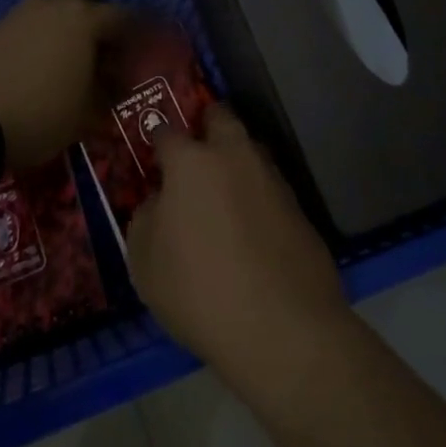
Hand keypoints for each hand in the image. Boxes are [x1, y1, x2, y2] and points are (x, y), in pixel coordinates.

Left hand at [0, 0, 133, 168]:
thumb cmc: (41, 113)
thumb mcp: (85, 112)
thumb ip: (107, 92)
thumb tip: (118, 84)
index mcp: (85, 19)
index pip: (124, 16)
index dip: (140, 32)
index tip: (148, 48)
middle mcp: (56, 4)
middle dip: (99, 8)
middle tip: (106, 42)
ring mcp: (24, 11)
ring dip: (70, 15)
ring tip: (75, 52)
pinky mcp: (1, 26)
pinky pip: (34, 15)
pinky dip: (47, 26)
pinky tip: (47, 57)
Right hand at [127, 105, 345, 370]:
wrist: (285, 329)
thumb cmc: (200, 290)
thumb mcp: (145, 263)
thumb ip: (145, 219)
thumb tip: (158, 203)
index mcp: (191, 161)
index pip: (167, 131)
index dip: (157, 139)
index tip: (154, 155)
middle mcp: (233, 156)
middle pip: (220, 117)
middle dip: (206, 124)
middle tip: (195, 151)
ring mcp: (272, 178)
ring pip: (250, 150)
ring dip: (236, 160)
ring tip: (224, 193)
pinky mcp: (300, 208)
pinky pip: (270, 188)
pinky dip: (258, 198)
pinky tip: (251, 229)